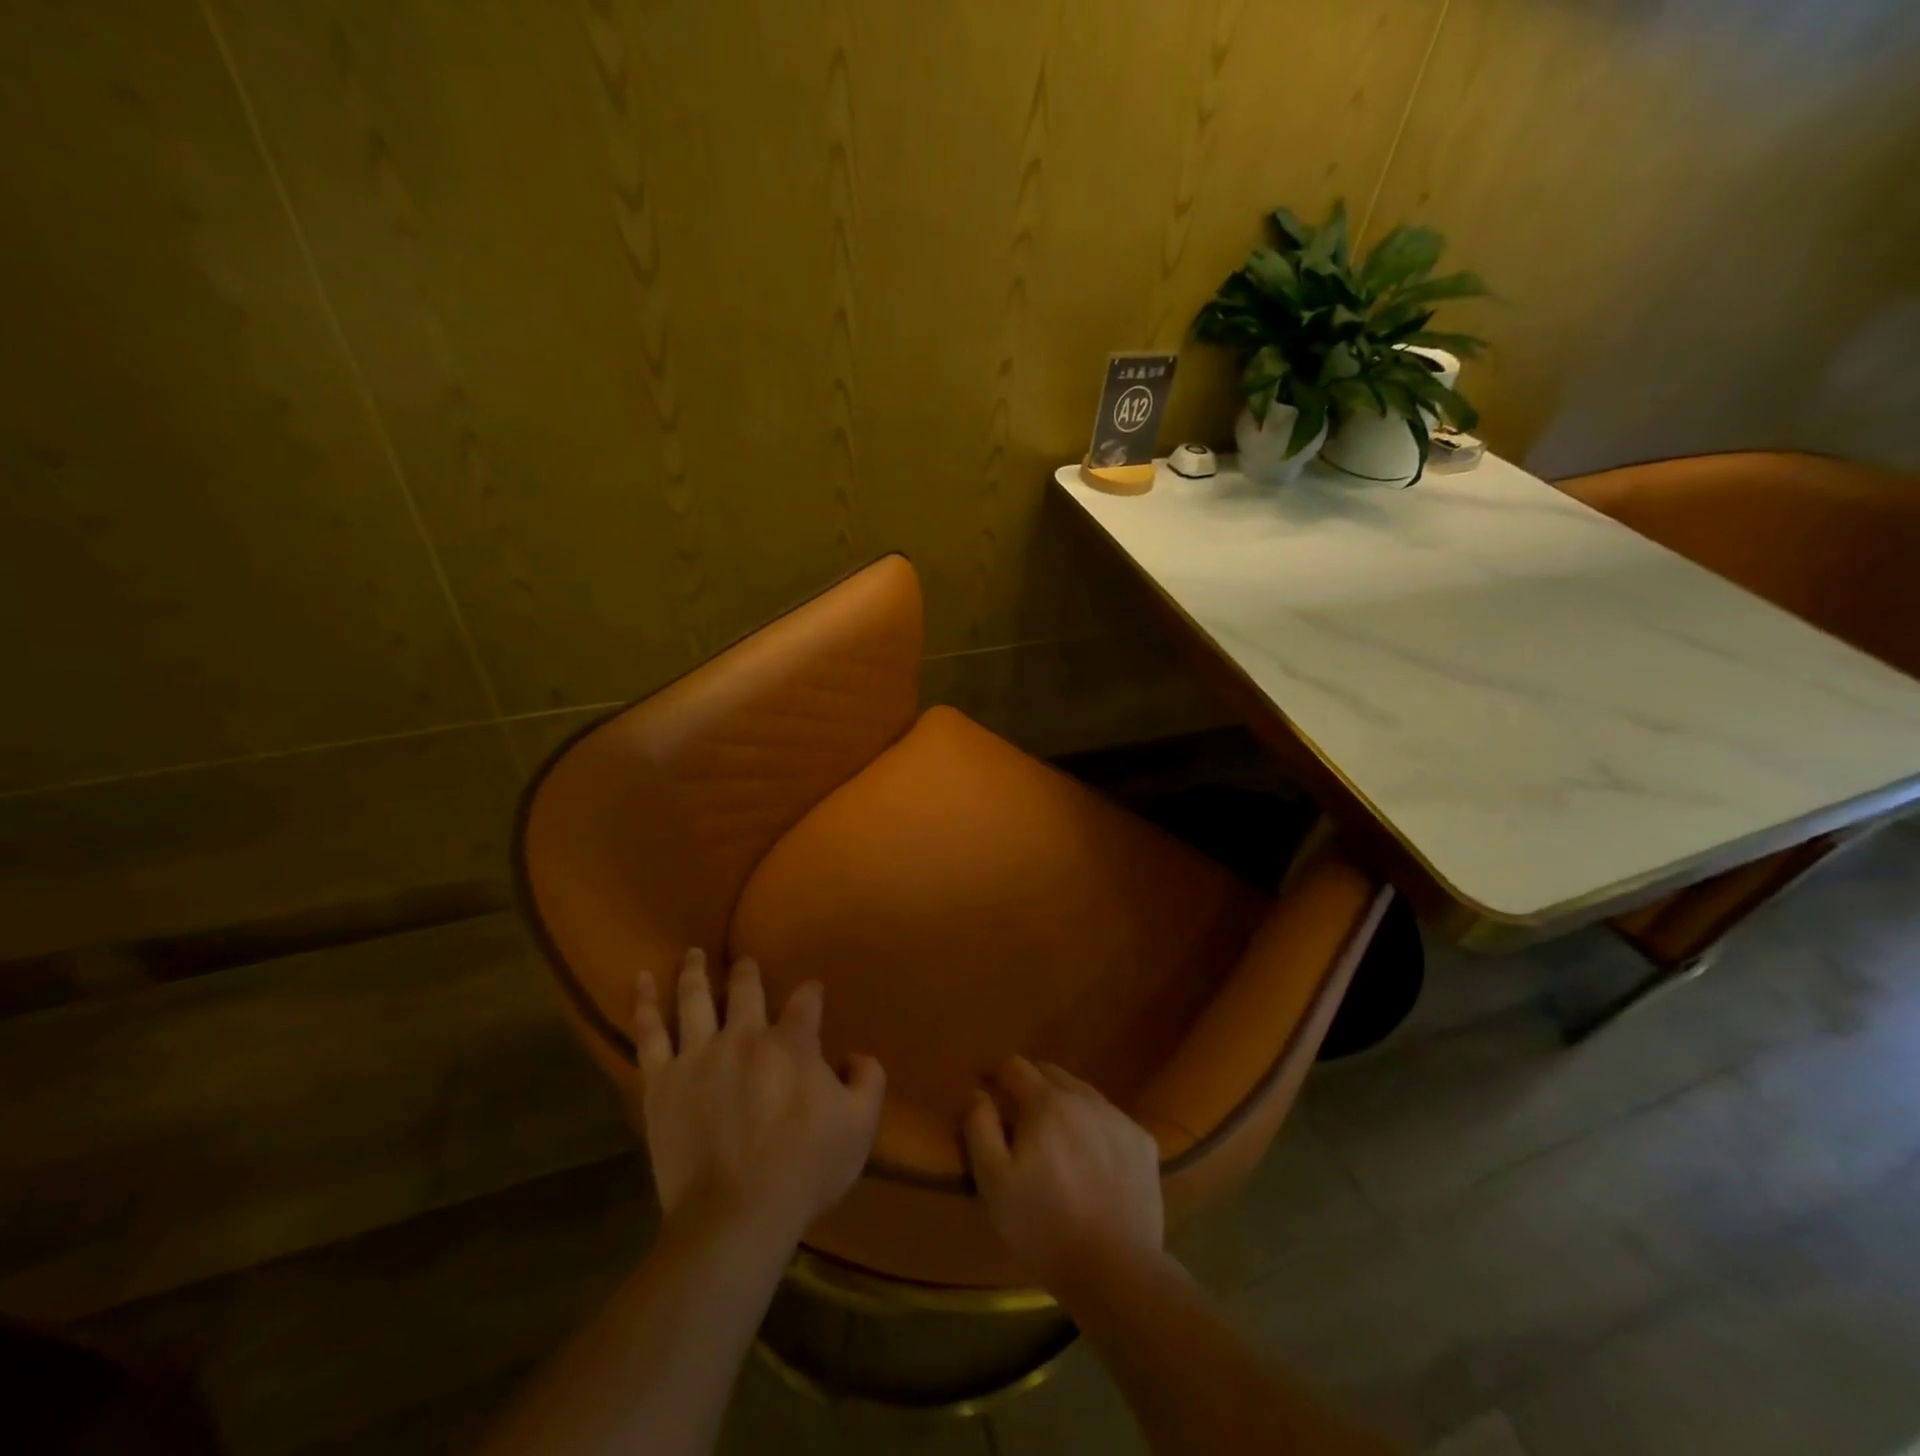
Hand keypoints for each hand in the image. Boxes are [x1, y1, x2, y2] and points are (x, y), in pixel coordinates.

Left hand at [632, 949, 884, 1244]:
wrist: (735, 1216)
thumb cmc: (804, 1170)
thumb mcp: (860, 1126)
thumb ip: (868, 1081)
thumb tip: (859, 1056)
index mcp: (792, 1043)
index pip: (806, 1001)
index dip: (811, 993)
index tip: (812, 993)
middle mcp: (744, 1036)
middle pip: (746, 989)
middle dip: (748, 971)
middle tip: (746, 961)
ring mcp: (698, 1055)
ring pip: (695, 998)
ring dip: (696, 972)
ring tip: (693, 953)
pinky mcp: (662, 1082)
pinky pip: (649, 1034)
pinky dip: (645, 1004)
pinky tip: (643, 981)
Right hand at [962, 1055, 1164, 1292]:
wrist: (1116, 1271)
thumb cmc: (1044, 1227)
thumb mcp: (994, 1181)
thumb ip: (980, 1127)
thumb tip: (978, 1093)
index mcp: (1046, 1102)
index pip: (1015, 1066)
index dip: (995, 1074)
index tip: (985, 1090)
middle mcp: (1085, 1098)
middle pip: (1050, 1073)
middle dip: (1029, 1085)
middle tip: (1018, 1117)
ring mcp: (1118, 1119)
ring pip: (1082, 1094)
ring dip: (1063, 1104)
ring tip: (1055, 1138)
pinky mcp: (1143, 1143)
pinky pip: (1110, 1120)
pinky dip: (1094, 1128)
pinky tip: (1091, 1159)